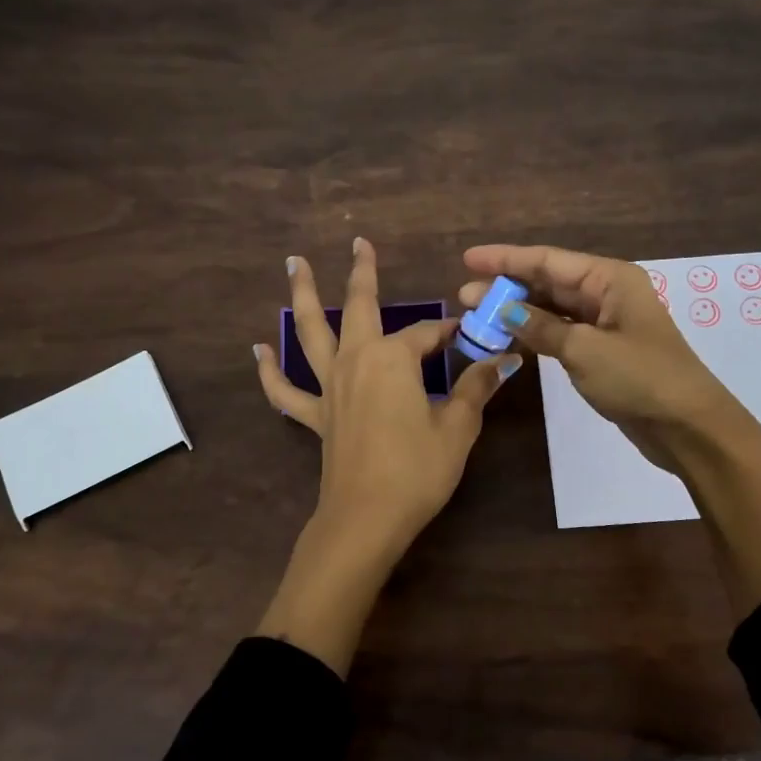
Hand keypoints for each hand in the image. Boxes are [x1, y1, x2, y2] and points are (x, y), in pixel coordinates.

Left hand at [257, 238, 520, 557]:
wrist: (367, 517)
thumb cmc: (417, 470)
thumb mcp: (458, 428)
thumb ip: (476, 388)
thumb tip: (502, 360)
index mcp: (393, 359)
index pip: (427, 335)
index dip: (450, 333)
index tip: (470, 334)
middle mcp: (356, 361)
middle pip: (359, 307)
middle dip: (362, 274)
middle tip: (359, 243)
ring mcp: (329, 388)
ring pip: (311, 333)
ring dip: (304, 296)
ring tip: (294, 264)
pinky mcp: (316, 416)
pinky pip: (286, 391)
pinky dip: (269, 371)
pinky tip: (257, 351)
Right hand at [462, 241, 760, 615]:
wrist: (686, 426)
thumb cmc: (640, 378)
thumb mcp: (585, 350)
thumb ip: (541, 327)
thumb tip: (503, 309)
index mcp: (610, 279)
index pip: (548, 261)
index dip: (506, 259)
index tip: (468, 259)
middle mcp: (608, 294)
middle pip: (549, 282)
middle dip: (507, 287)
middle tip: (464, 296)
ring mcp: (605, 324)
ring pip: (552, 309)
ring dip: (517, 312)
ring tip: (478, 317)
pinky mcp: (602, 352)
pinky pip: (561, 333)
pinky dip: (534, 334)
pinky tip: (508, 338)